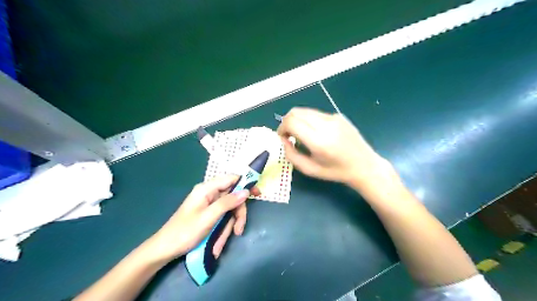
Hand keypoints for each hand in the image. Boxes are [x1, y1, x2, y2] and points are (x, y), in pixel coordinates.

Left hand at [143, 174, 259, 263]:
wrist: (164, 249)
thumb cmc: (185, 231)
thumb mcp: (209, 217)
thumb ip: (227, 202)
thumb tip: (246, 191)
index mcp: (207, 189)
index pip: (231, 179)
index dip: (246, 184)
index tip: (258, 193)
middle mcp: (209, 194)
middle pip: (233, 198)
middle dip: (237, 215)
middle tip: (239, 230)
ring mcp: (209, 205)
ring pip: (229, 211)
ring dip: (229, 227)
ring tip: (221, 243)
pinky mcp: (208, 215)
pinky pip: (222, 219)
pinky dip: (222, 231)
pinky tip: (216, 245)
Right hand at [277, 108, 390, 187]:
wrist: (364, 165)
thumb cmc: (335, 172)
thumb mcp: (309, 170)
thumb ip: (291, 154)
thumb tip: (284, 139)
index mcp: (319, 141)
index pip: (291, 122)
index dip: (282, 128)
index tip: (283, 137)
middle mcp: (326, 125)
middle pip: (296, 112)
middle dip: (287, 122)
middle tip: (289, 135)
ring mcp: (333, 118)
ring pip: (305, 110)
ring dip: (297, 120)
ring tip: (301, 133)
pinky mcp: (338, 116)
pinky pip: (316, 113)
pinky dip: (309, 120)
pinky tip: (316, 132)